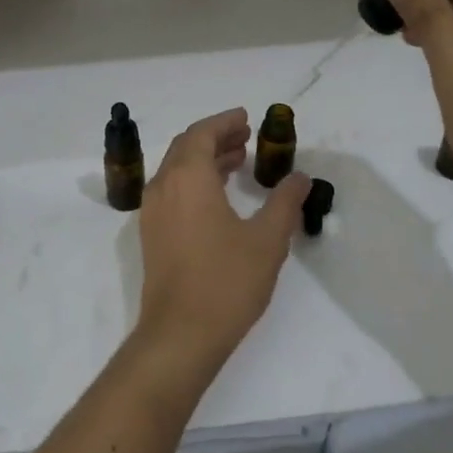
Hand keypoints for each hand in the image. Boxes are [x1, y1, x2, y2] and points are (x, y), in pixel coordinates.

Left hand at [137, 109, 309, 372]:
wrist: (180, 334)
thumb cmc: (226, 281)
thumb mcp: (267, 239)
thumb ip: (285, 202)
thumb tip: (299, 177)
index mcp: (187, 178)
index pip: (202, 134)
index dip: (224, 122)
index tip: (246, 118)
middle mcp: (163, 187)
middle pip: (186, 147)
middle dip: (215, 137)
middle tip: (245, 137)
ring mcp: (152, 212)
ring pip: (176, 170)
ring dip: (205, 159)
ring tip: (237, 161)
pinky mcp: (152, 234)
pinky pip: (171, 191)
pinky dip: (194, 181)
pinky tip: (218, 197)